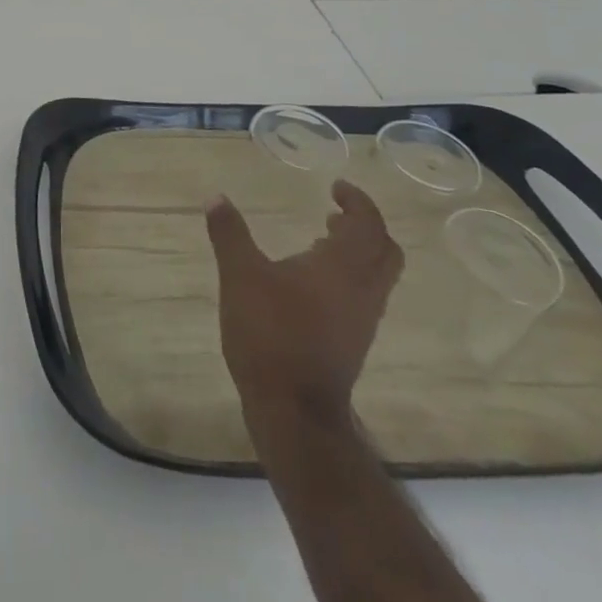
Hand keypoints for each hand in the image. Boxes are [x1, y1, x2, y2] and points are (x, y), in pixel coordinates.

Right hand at [205, 180, 403, 428]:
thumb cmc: (271, 334)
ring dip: (357, 252)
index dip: (357, 201)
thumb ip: (229, 234)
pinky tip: (310, 282)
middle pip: (385, 250)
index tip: (335, 188)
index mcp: (343, 266)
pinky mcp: (352, 343)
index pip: (369, 224)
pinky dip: (348, 277)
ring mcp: (362, 320)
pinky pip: (363, 296)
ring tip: (320, 240)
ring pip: (377, 276)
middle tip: (335, 213)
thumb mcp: (240, 276)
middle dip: (365, 226)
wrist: (295, 413)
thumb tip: (215, 197)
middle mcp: (363, 290)